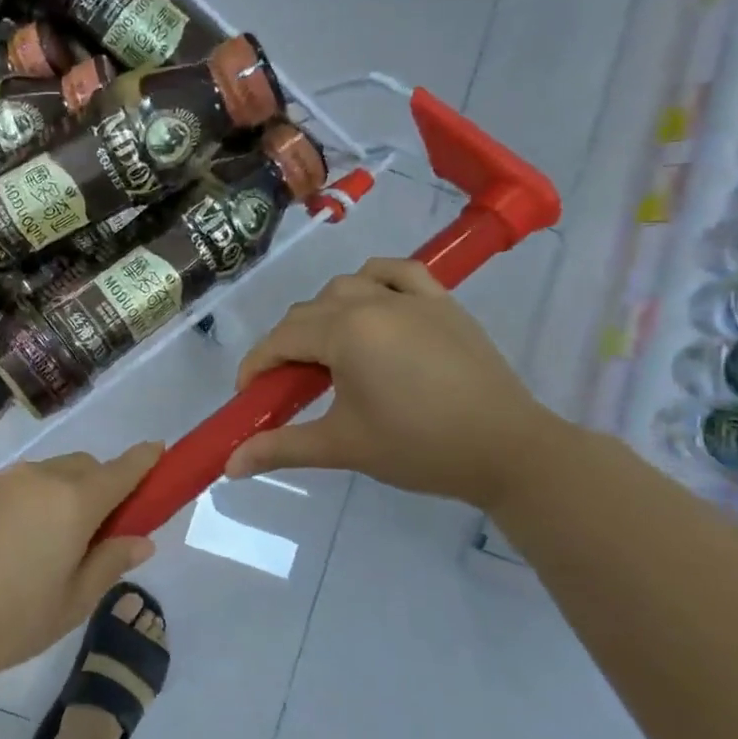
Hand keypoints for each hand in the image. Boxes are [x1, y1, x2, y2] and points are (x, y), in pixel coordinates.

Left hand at [0, 443, 163, 690]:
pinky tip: (8, 548)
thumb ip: (109, 563)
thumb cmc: (7, 621)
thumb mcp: (71, 603)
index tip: (159, 454)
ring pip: (45, 475)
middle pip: (82, 467)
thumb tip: (141, 539)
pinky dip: (27, 503)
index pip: (121, 469)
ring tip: (49, 547)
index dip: (144, 461)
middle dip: (101, 486)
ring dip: (62, 494)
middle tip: (99, 533)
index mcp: (72, 501)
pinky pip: (13, 488)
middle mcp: (37, 478)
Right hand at [226, 258, 570, 511]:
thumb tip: (228, 465)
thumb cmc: (418, 447)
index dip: (257, 366)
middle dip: (286, 347)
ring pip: (345, 287)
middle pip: (307, 313)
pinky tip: (371, 302)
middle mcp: (372, 303)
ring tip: (328, 351)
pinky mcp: (442, 304)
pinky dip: (374, 280)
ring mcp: (411, 298)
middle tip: (289, 388)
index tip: (249, 396)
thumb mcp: (341, 446)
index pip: (281, 340)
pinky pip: (397, 272)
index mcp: (345, 332)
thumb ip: (280, 448)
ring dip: (324, 313)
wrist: (509, 451)